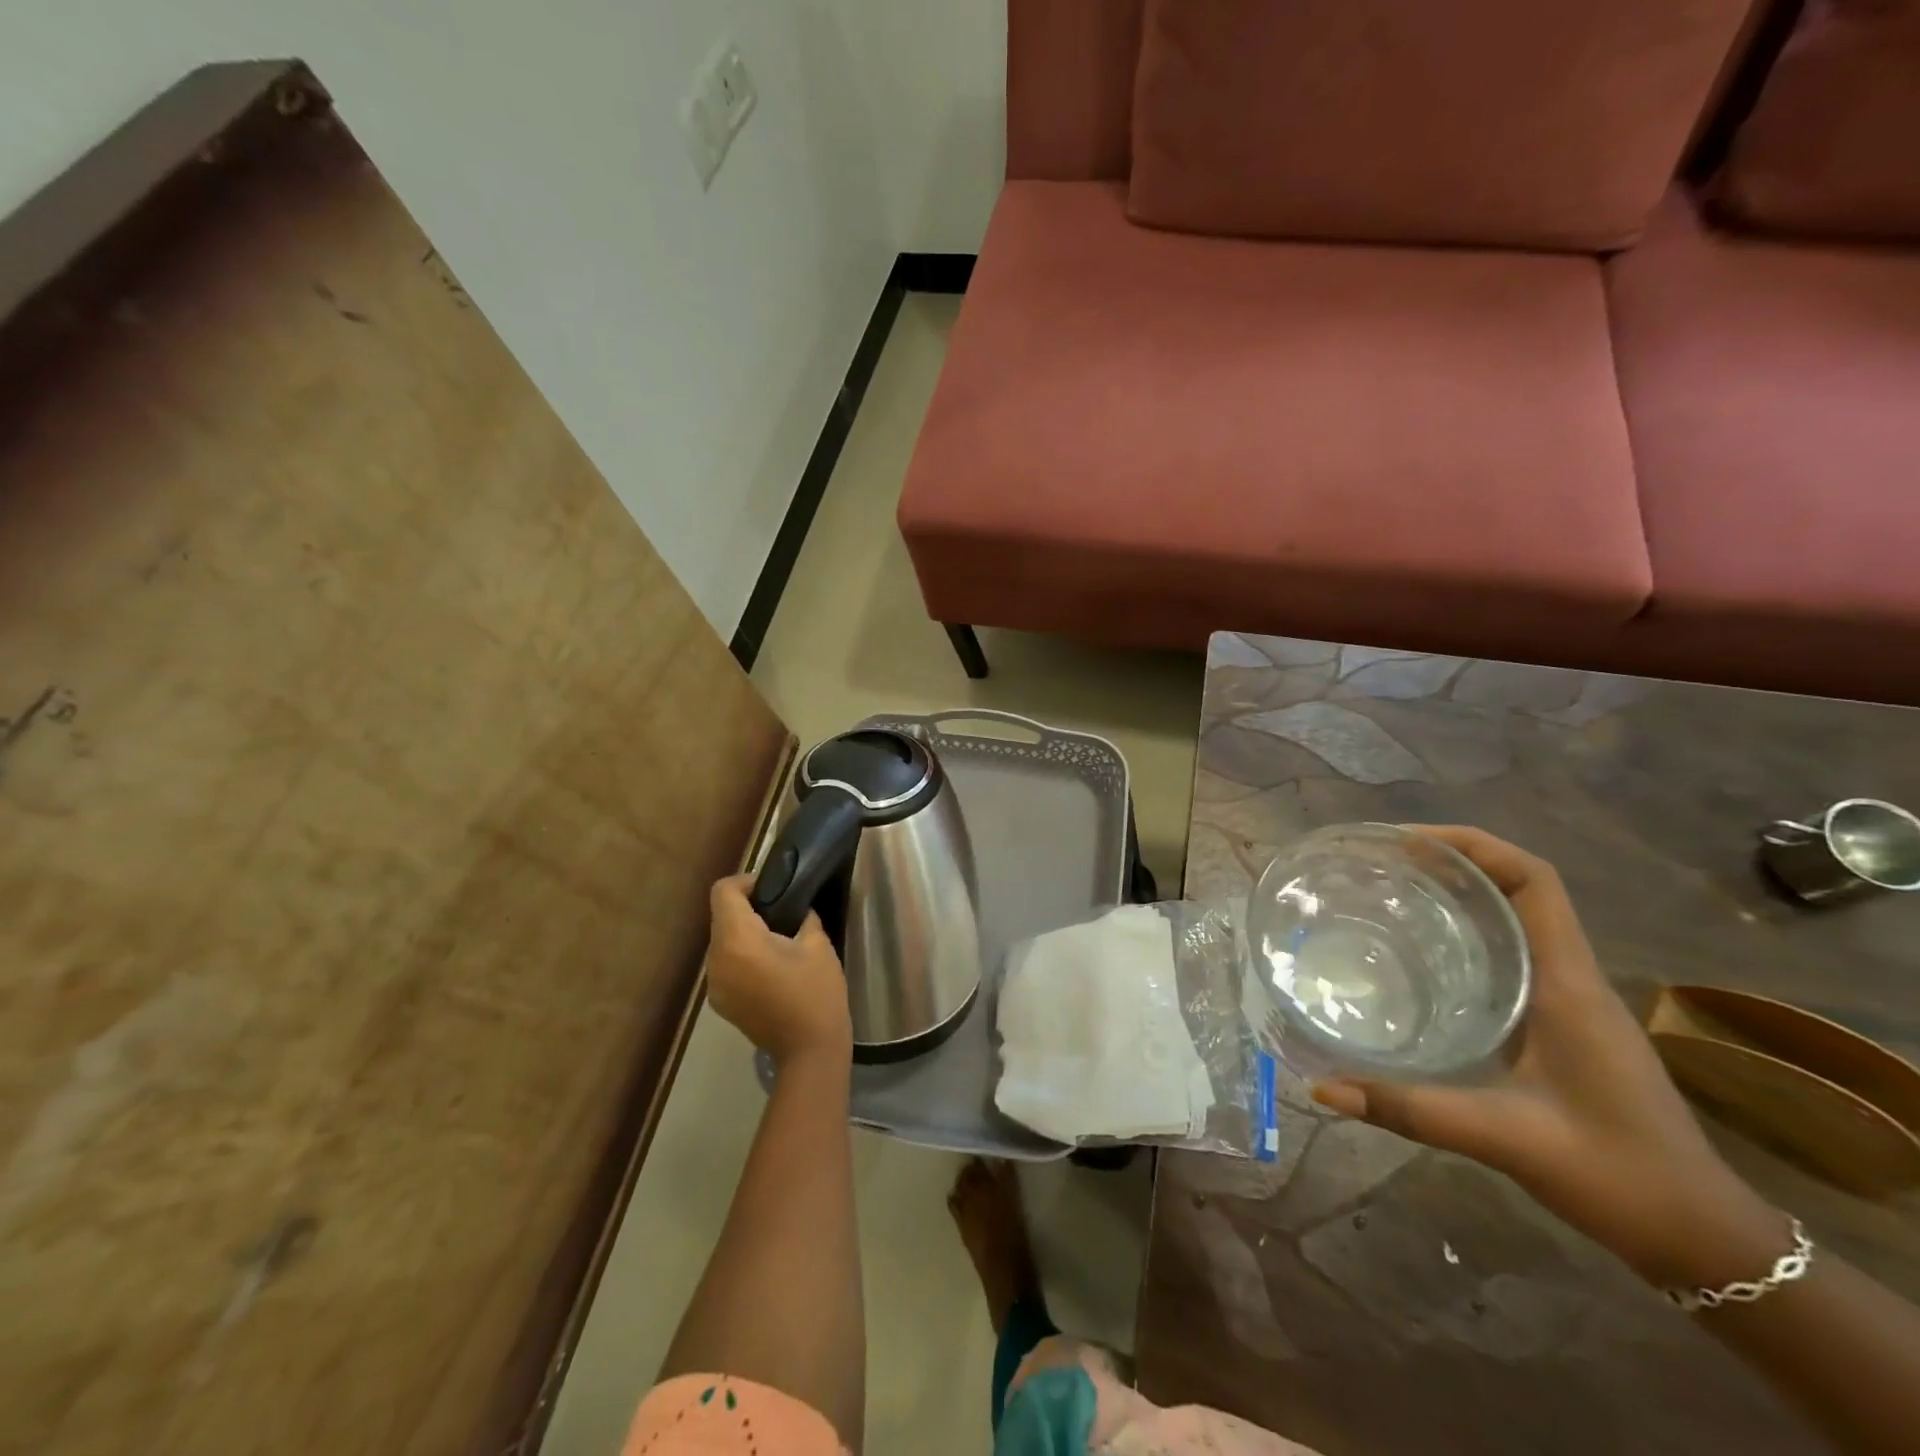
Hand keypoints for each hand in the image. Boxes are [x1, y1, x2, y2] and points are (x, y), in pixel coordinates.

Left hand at [706, 875, 851, 1066]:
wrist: (810, 1052)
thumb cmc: (816, 994)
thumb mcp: (817, 945)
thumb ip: (802, 916)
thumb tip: (795, 908)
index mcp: (738, 941)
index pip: (723, 892)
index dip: (746, 882)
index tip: (774, 888)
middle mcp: (716, 960)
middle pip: (721, 916)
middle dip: (748, 907)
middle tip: (782, 911)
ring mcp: (715, 984)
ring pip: (722, 941)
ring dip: (745, 933)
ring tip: (778, 939)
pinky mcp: (721, 1002)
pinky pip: (726, 964)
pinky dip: (742, 956)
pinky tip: (770, 967)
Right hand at [1312, 826, 1781, 1286]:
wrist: (1699, 1235)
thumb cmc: (1615, 1174)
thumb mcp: (1504, 1139)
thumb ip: (1409, 1110)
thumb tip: (1321, 1087)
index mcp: (1566, 984)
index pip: (1534, 882)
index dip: (1475, 845)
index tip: (1407, 841)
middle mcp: (1571, 977)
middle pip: (1520, 887)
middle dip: (1454, 860)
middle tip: (1380, 862)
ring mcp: (1570, 999)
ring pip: (1516, 918)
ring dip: (1460, 893)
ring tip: (1390, 892)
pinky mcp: (1562, 1021)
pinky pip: (1512, 953)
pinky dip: (1467, 933)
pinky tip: (1420, 955)